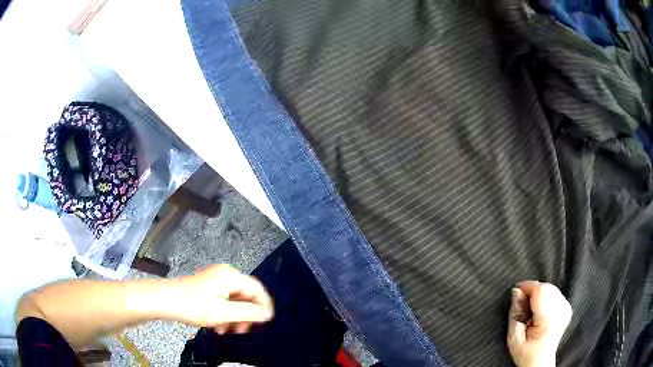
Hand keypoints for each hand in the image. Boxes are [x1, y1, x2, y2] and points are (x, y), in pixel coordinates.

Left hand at [168, 264, 273, 333]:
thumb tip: (267, 314)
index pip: (257, 289)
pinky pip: (224, 300)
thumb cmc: (193, 305)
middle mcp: (225, 275)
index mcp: (231, 276)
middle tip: (241, 330)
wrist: (165, 300)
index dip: (263, 306)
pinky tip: (218, 326)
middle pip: (246, 295)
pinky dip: (224, 314)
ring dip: (234, 317)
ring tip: (226, 330)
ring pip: (234, 300)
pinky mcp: (207, 287)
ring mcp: (215, 280)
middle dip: (246, 315)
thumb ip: (248, 313)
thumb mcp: (223, 313)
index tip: (263, 323)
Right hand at [507, 281, 571, 366]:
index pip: (540, 291)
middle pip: (546, 287)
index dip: (527, 287)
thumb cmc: (525, 354)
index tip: (516, 291)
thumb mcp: (513, 339)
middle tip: (521, 302)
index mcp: (548, 320)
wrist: (540, 362)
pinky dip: (545, 296)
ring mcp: (566, 308)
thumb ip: (515, 314)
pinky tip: (539, 309)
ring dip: (538, 293)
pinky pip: (555, 292)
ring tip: (530, 308)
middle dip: (532, 290)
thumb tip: (516, 292)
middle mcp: (561, 311)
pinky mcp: (568, 307)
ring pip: (551, 288)